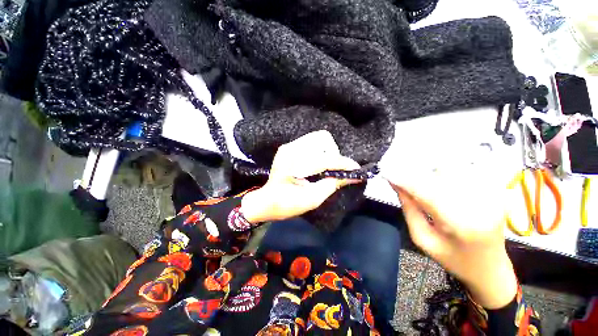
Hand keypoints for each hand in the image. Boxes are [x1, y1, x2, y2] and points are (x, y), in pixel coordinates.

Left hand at [241, 130, 361, 222]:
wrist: (267, 201)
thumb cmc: (287, 204)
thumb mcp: (312, 199)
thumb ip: (332, 185)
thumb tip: (353, 176)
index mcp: (294, 165)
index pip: (325, 159)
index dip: (343, 164)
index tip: (356, 169)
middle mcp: (291, 150)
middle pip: (323, 142)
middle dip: (334, 156)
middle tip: (335, 171)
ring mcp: (288, 146)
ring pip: (318, 139)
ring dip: (327, 152)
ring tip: (326, 167)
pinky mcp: (288, 147)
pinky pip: (311, 142)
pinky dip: (319, 151)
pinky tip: (317, 164)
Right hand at [385, 164, 517, 308]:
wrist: (491, 269)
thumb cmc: (453, 258)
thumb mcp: (422, 238)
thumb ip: (409, 209)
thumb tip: (396, 184)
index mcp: (459, 224)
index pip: (425, 191)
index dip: (404, 179)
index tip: (387, 173)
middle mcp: (478, 205)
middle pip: (440, 175)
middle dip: (415, 171)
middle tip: (398, 171)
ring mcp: (490, 196)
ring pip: (452, 170)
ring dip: (430, 170)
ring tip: (416, 175)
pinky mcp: (493, 192)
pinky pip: (464, 173)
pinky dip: (445, 172)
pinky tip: (436, 178)